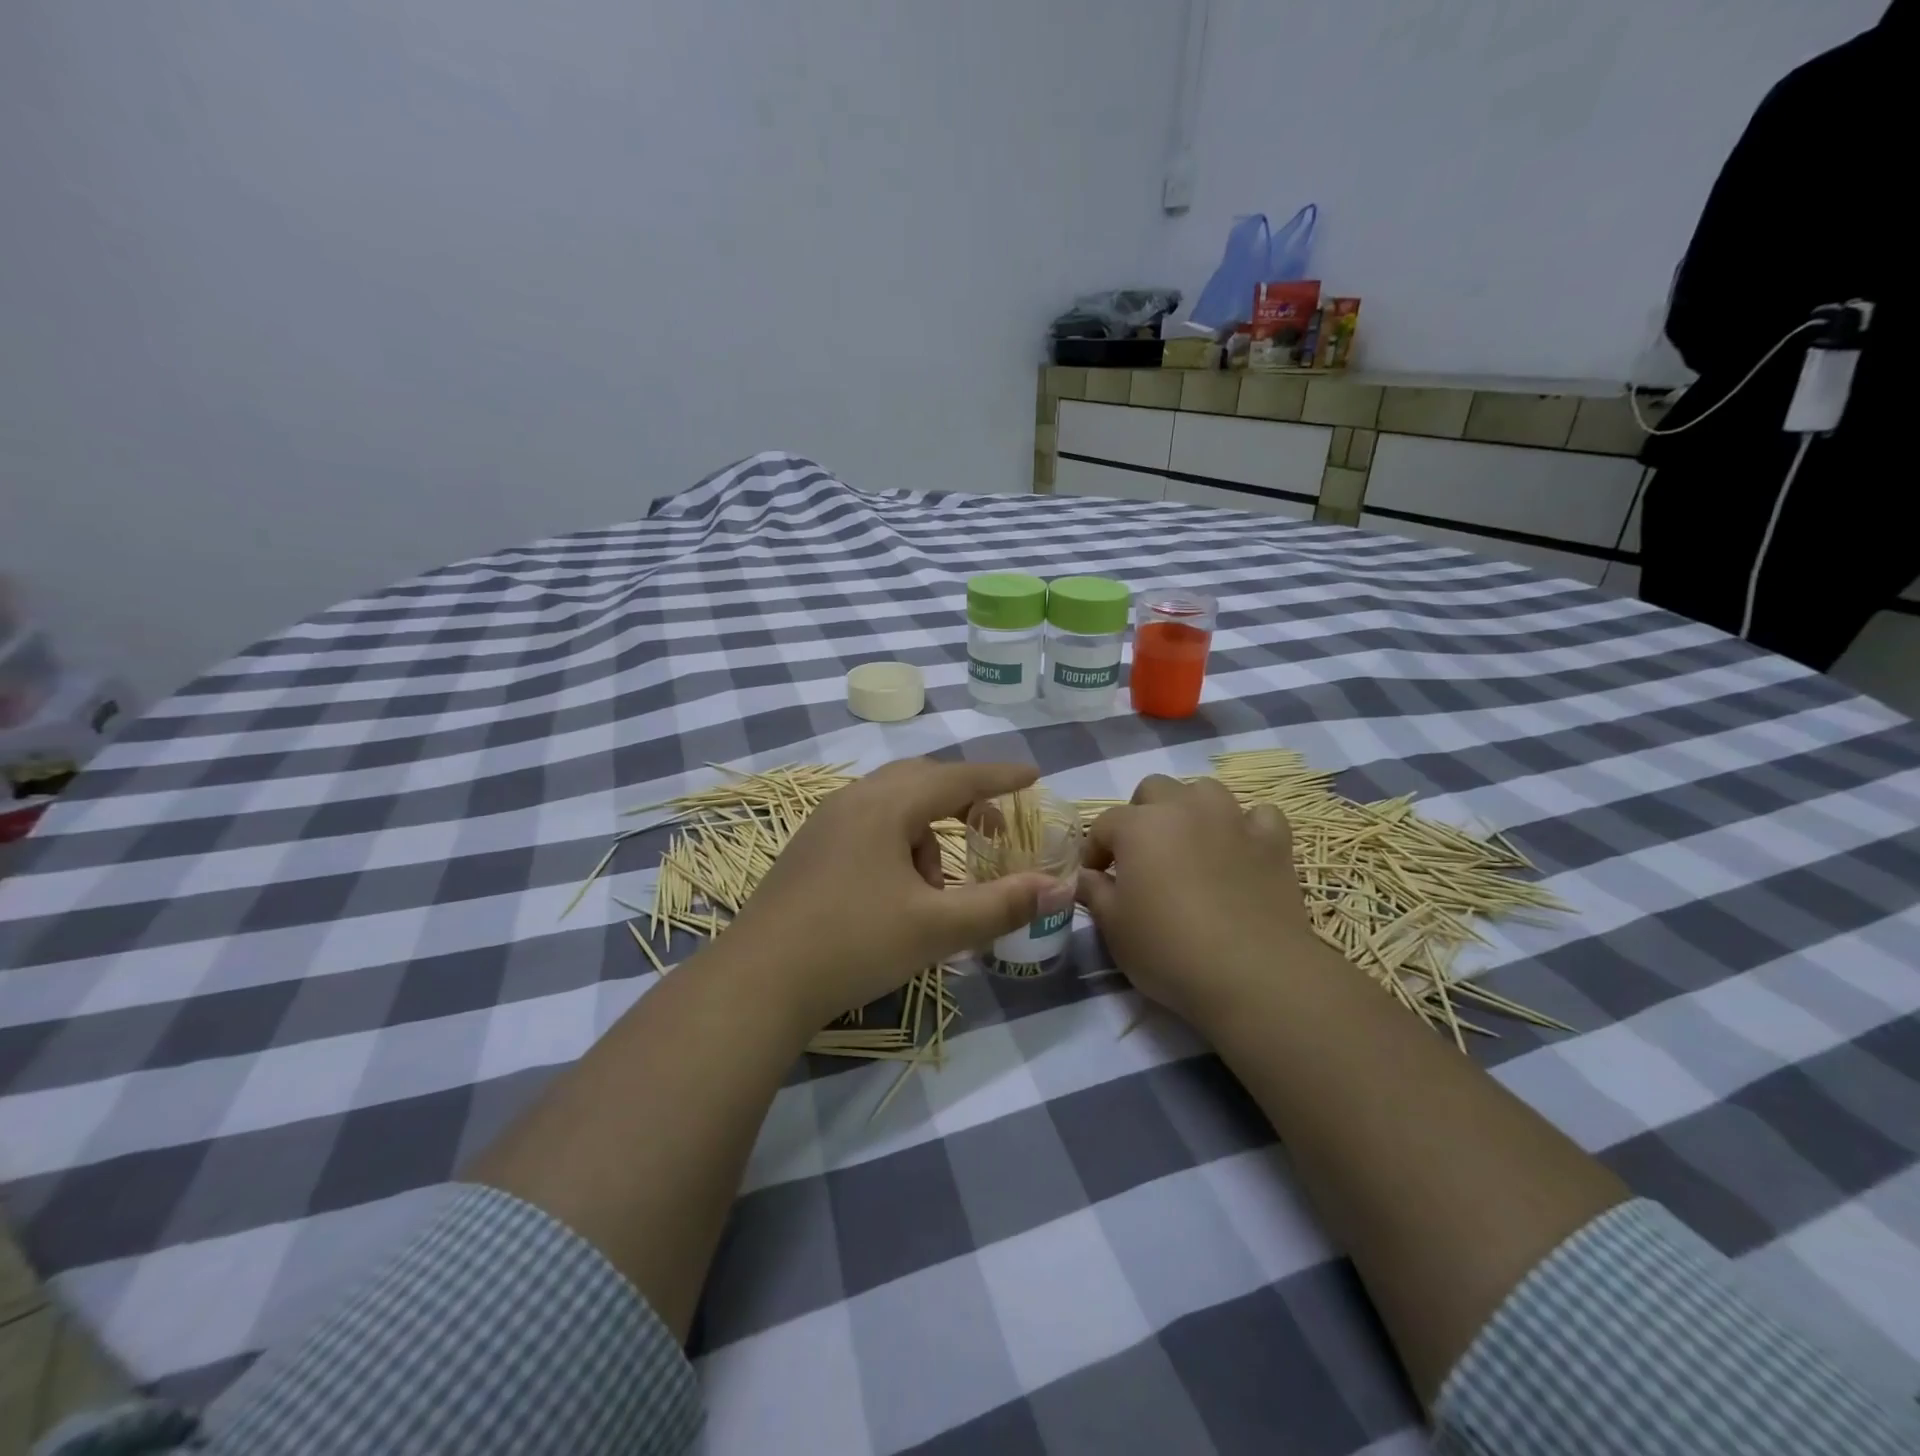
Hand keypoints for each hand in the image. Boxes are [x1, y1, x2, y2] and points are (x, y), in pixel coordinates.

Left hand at [724, 758, 1065, 1029]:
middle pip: (921, 780)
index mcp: (886, 805)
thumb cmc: (853, 945)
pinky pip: (868, 825)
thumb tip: (1058, 887)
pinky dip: (896, 844)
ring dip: (926, 833)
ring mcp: (824, 822)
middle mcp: (853, 799)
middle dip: (963, 801)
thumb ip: (1002, 904)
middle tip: (991, 831)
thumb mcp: (936, 927)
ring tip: (935, 889)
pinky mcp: (809, 847)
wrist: (758, 981)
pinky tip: (894, 892)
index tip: (1034, 775)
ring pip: (892, 806)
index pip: (957, 777)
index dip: (1000, 776)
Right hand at [1076, 774, 1319, 1026]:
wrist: (1252, 975)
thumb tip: (1086, 876)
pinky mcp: (1273, 842)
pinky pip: (1259, 816)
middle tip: (1142, 855)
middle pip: (1154, 790)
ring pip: (1206, 791)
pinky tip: (1241, 850)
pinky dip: (1247, 827)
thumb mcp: (1114, 928)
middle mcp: (1184, 809)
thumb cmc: (1169, 950)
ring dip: (1192, 809)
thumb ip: (1095, 892)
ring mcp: (1232, 820)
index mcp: (1139, 826)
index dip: (1095, 850)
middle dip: (1141, 815)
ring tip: (1190, 843)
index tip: (1096, 877)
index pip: (1105, 824)